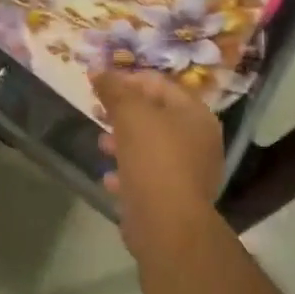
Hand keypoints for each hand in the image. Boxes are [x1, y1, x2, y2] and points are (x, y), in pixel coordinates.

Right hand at [94, 71, 223, 250]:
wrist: (167, 224)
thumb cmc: (153, 159)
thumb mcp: (130, 114)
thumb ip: (114, 89)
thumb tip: (98, 70)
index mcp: (195, 114)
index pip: (160, 84)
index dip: (128, 80)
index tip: (99, 85)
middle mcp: (198, 140)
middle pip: (155, 115)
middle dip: (123, 112)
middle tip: (96, 111)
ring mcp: (188, 171)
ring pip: (150, 146)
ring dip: (123, 142)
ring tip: (101, 144)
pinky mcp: (174, 197)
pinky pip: (147, 176)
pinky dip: (128, 172)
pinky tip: (109, 178)